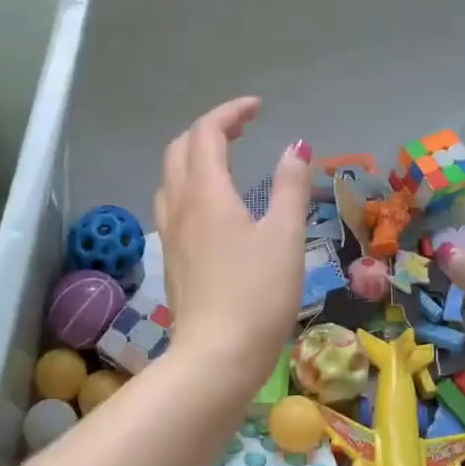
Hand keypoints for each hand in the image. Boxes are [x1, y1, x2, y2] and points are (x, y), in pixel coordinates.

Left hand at [153, 98, 310, 396]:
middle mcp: (179, 205)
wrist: (217, 357)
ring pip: (170, 176)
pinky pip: (171, 204)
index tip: (258, 108)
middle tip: (243, 128)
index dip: (230, 112)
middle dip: (209, 129)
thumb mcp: (285, 236)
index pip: (207, 132)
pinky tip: (211, 205)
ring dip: (194, 156)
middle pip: (179, 148)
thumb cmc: (259, 294)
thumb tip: (295, 147)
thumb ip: (290, 186)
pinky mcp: (170, 258)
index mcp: (206, 192)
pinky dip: (188, 185)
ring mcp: (169, 233)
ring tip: (225, 159)